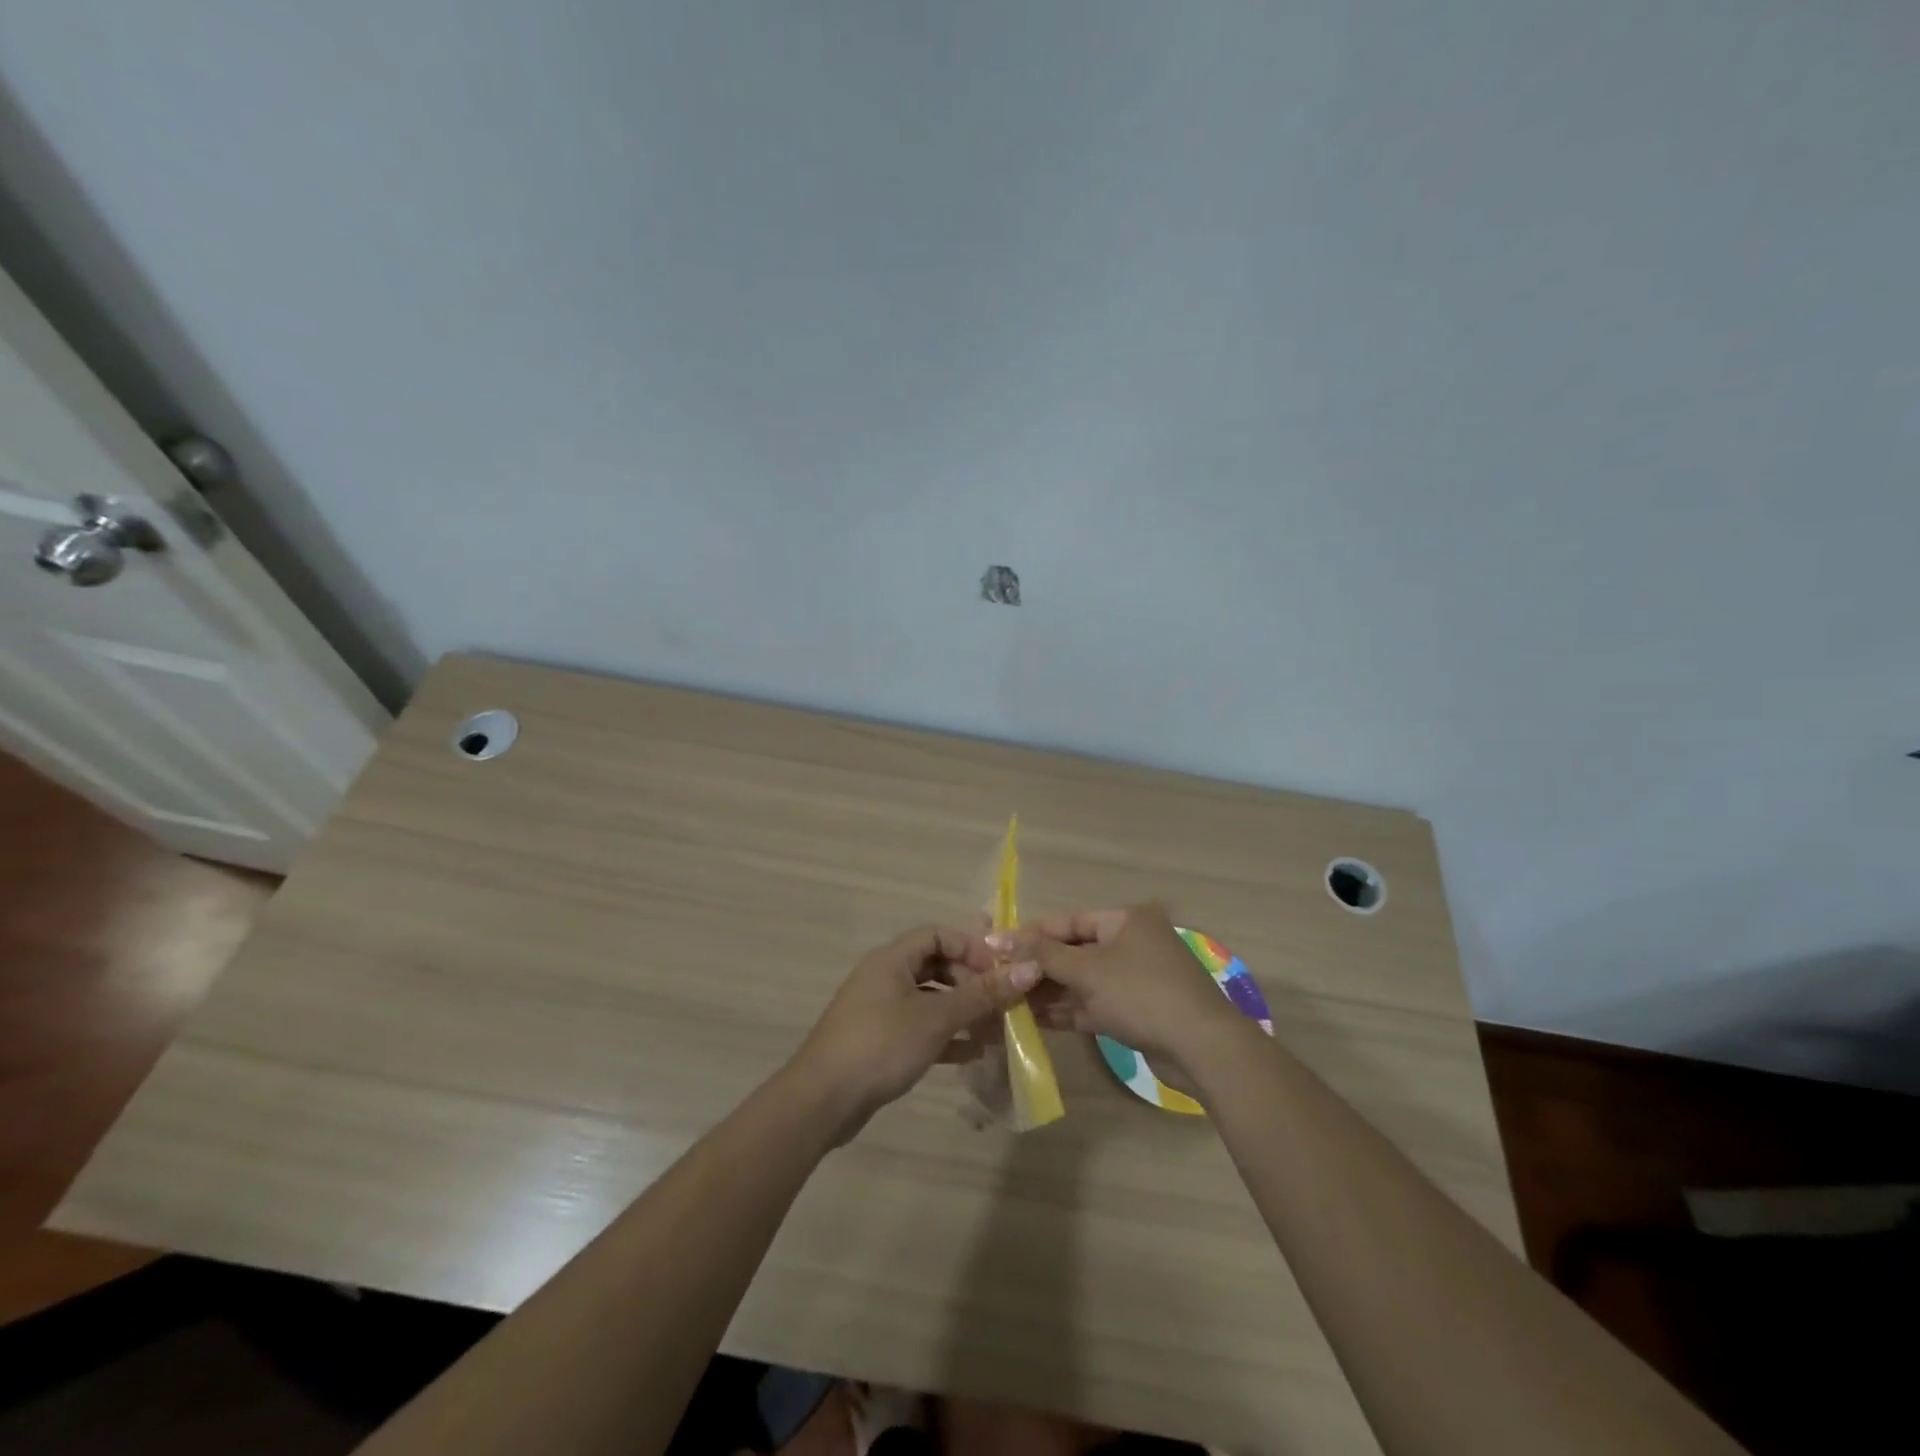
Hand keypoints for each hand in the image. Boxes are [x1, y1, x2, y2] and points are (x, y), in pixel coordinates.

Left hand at [788, 925, 1038, 1140]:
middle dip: (969, 981)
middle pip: (935, 965)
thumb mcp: (936, 1018)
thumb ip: (982, 994)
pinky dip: (945, 1035)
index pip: (937, 934)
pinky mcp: (879, 1041)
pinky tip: (972, 1053)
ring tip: (994, 1029)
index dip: (970, 947)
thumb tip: (1028, 968)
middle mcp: (885, 977)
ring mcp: (880, 1010)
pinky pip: (919, 1028)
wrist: (822, 1101)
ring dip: (961, 1010)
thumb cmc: (881, 1045)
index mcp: (892, 960)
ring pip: (929, 999)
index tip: (998, 971)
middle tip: (999, 1002)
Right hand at [1000, 904, 1245, 1088]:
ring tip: (1012, 1002)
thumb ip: (1042, 955)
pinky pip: (1097, 1003)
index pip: (1068, 921)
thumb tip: (998, 939)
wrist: (1203, 1048)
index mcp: (1126, 919)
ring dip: (1052, 991)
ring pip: (1085, 980)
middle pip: (1076, 950)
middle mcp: (1133, 941)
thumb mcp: (1087, 971)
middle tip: (1003, 980)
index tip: (997, 949)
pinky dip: (1071, 1009)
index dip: (1032, 934)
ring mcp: (1138, 977)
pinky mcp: (1140, 1009)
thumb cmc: (1141, 994)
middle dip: (1040, 967)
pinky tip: (1037, 1020)